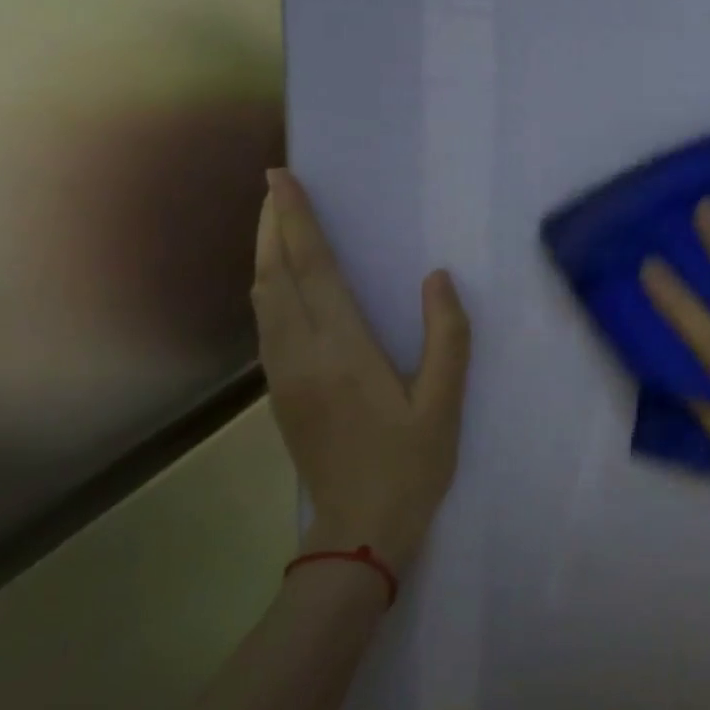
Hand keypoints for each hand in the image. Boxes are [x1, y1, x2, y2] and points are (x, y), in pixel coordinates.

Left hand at [251, 169, 470, 569]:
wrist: (359, 531)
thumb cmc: (410, 464)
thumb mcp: (443, 403)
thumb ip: (446, 336)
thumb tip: (437, 277)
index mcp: (342, 350)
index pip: (313, 269)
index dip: (297, 220)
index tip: (282, 178)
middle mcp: (301, 354)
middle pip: (275, 276)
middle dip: (272, 225)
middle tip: (276, 186)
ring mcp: (283, 375)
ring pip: (262, 299)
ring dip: (265, 254)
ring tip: (277, 222)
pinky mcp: (280, 392)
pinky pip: (265, 323)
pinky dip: (268, 286)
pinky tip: (281, 282)